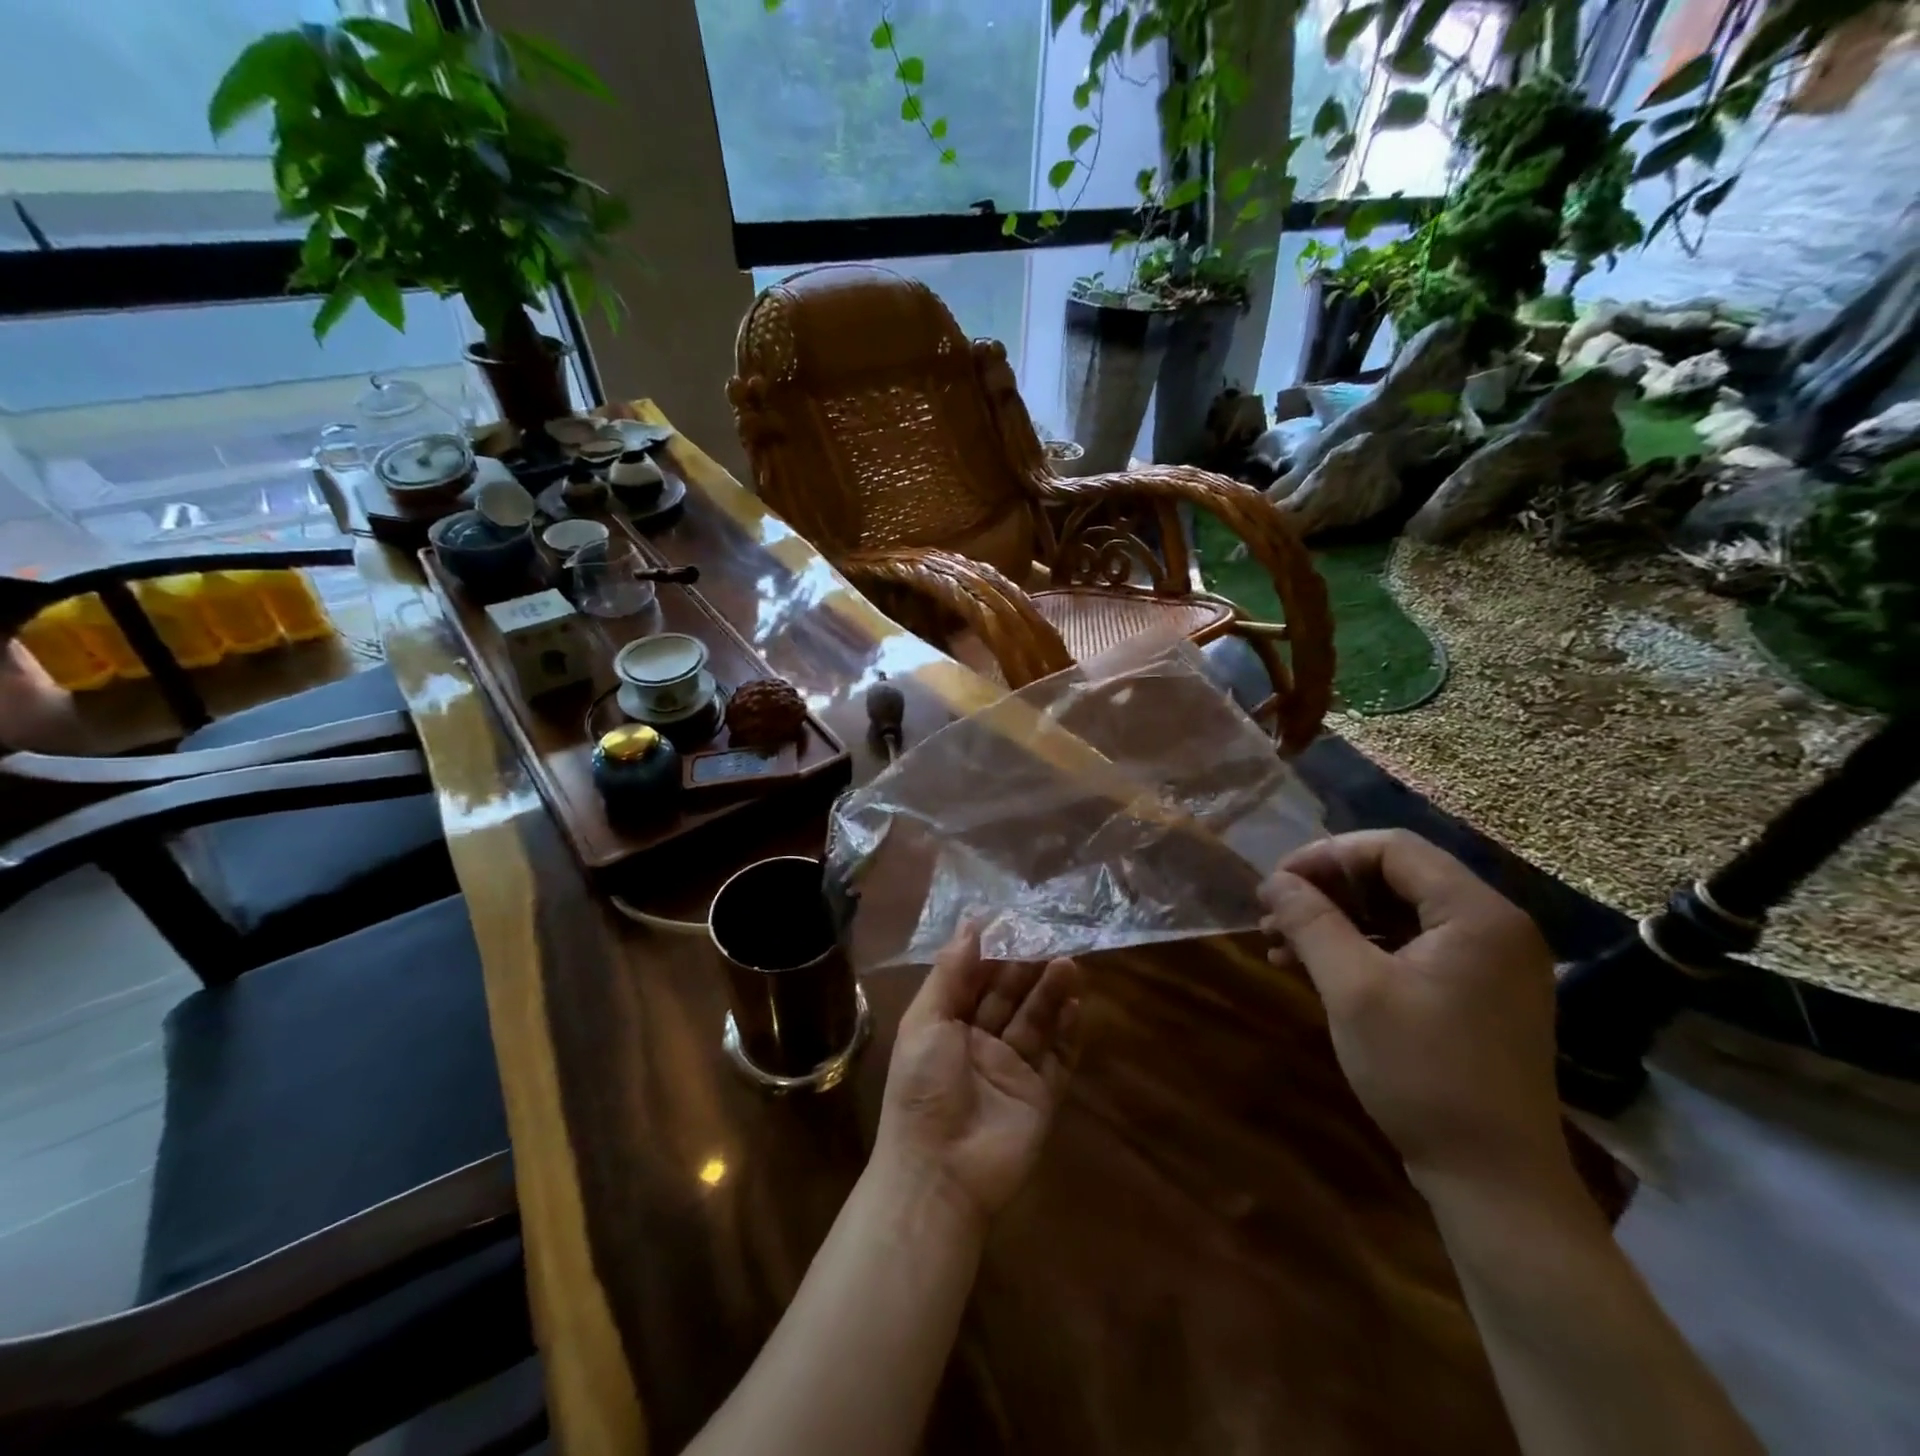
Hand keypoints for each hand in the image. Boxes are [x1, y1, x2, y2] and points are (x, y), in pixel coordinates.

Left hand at [873, 922, 1082, 1227]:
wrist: (939, 1174)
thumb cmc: (923, 1088)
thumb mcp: (925, 1022)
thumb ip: (950, 973)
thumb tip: (971, 923)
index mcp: (947, 1025)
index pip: (974, 979)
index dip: (993, 952)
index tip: (1015, 920)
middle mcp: (980, 1043)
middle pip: (1009, 996)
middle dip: (1027, 967)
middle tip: (1051, 937)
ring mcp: (1012, 1070)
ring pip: (1036, 1021)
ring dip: (1051, 992)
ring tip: (1069, 964)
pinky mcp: (1040, 1095)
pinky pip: (1058, 1058)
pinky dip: (1069, 1032)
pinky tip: (1077, 1005)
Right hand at [1259, 830, 1572, 1197]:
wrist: (1493, 1180)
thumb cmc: (1422, 1072)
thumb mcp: (1352, 988)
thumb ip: (1310, 922)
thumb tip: (1273, 880)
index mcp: (1477, 913)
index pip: (1392, 848)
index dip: (1325, 856)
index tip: (1275, 884)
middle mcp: (1492, 926)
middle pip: (1395, 876)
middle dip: (1326, 889)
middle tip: (1272, 914)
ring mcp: (1488, 962)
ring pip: (1396, 912)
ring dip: (1335, 919)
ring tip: (1279, 943)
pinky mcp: (1475, 993)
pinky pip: (1409, 947)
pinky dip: (1359, 948)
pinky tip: (1311, 968)